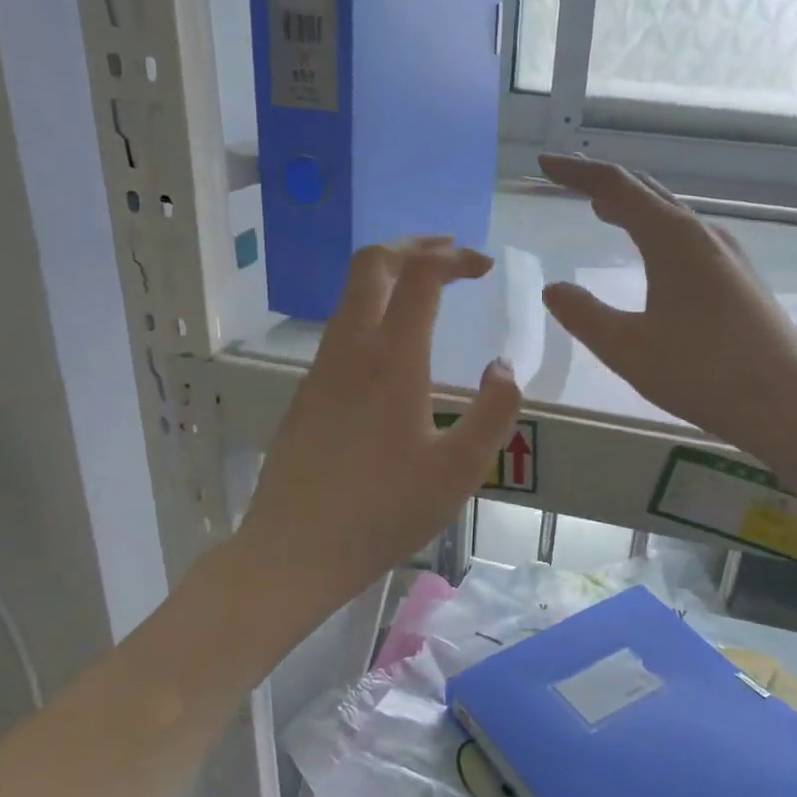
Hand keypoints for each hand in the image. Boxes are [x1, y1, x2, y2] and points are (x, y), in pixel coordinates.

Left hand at [236, 239, 520, 610]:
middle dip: (414, 247)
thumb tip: (502, 367)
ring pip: (350, 296)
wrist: (295, 550)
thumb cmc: (385, 511)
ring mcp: (320, 370)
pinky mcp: (306, 394)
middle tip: (451, 255)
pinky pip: (341, 331)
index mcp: (391, 359)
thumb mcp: (460, 469)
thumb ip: (494, 411)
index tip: (484, 265)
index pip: (420, 276)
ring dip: (390, 278)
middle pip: (372, 265)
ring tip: (427, 293)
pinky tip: (393, 350)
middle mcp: (350, 350)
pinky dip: (372, 312)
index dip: (454, 258)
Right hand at [539, 153, 796, 459]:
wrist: (788, 404)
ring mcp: (729, 258)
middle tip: (570, 183)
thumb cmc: (702, 371)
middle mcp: (704, 236)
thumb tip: (554, 289)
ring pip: (672, 218)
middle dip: (606, 185)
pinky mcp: (741, 283)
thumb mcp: (627, 348)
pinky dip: (657, 234)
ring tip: (606, 213)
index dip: (578, 173)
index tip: (546, 163)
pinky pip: (688, 241)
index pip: (618, 187)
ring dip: (635, 209)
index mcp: (673, 239)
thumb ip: (584, 315)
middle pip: (649, 194)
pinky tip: (655, 259)